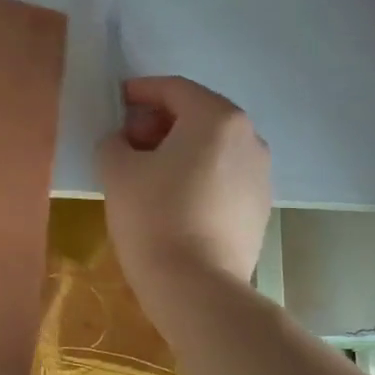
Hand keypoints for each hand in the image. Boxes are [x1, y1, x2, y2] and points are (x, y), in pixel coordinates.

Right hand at [98, 76, 270, 303]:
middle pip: (198, 115)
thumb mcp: (116, 171)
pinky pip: (223, 176)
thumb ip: (114, 142)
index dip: (141, 91)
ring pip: (213, 147)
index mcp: (216, 119)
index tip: (116, 102)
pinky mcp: (259, 207)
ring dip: (180, 149)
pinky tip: (172, 200)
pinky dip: (197, 175)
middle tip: (128, 140)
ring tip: (148, 173)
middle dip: (160, 122)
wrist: (197, 286)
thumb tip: (124, 141)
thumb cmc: (154, 217)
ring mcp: (260, 174)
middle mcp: (249, 138)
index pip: (174, 89)